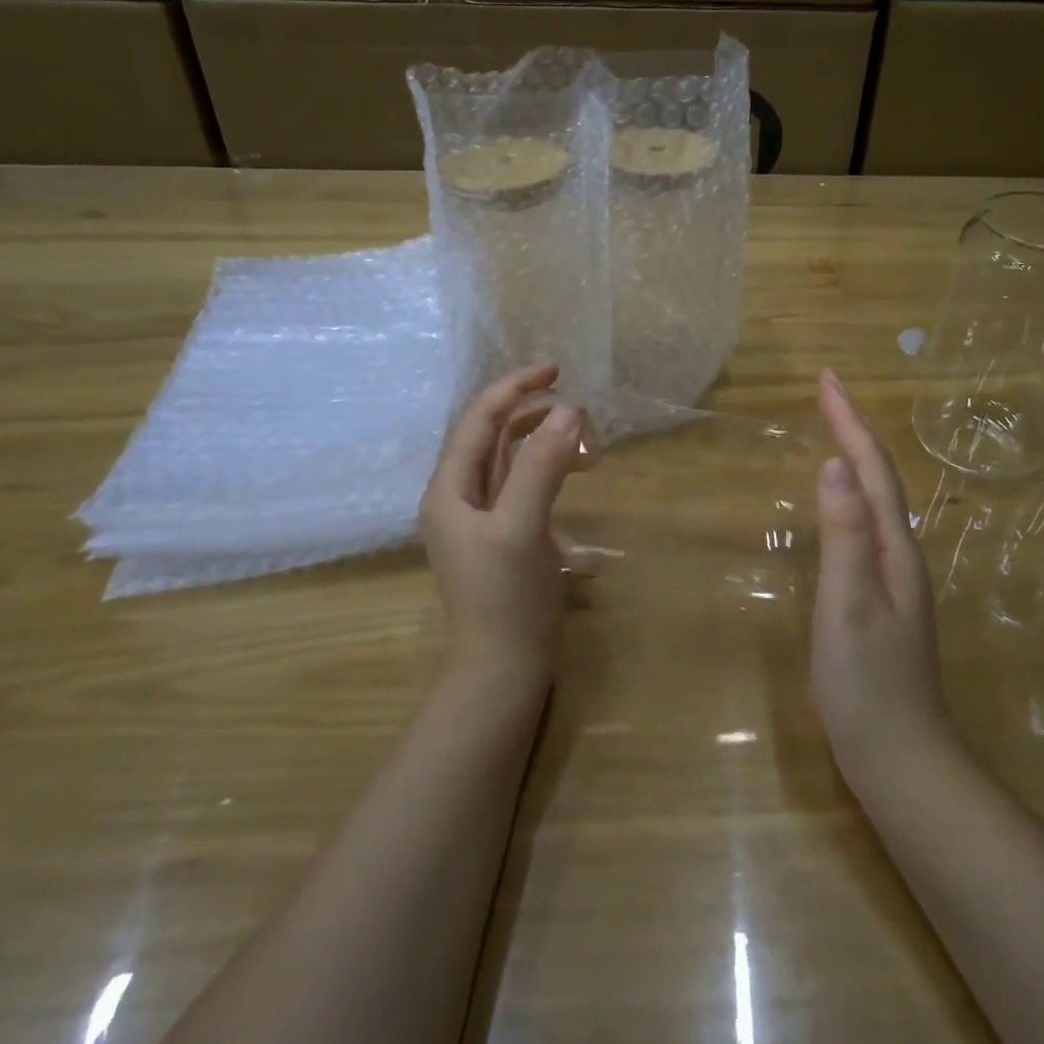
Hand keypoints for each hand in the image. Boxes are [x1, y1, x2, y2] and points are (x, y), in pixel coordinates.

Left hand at [420, 365, 586, 684]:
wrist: (502, 673)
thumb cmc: (505, 598)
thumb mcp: (522, 526)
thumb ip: (542, 466)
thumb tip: (569, 410)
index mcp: (451, 489)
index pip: (479, 419)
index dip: (515, 389)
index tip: (556, 370)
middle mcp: (462, 500)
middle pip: (497, 440)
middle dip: (538, 420)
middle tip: (582, 414)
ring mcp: (485, 524)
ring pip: (517, 469)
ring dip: (551, 454)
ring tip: (592, 456)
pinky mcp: (509, 544)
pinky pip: (532, 501)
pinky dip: (558, 495)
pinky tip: (588, 527)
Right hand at [812, 369, 956, 781]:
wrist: (900, 756)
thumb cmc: (867, 683)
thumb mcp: (848, 604)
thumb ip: (844, 535)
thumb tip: (836, 464)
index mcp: (893, 547)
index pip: (874, 468)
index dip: (850, 421)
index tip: (827, 378)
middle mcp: (900, 552)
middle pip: (881, 475)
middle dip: (855, 427)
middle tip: (826, 392)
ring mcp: (894, 576)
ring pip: (877, 498)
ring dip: (857, 456)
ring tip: (833, 429)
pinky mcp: (881, 596)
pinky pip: (866, 524)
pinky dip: (852, 493)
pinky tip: (840, 502)